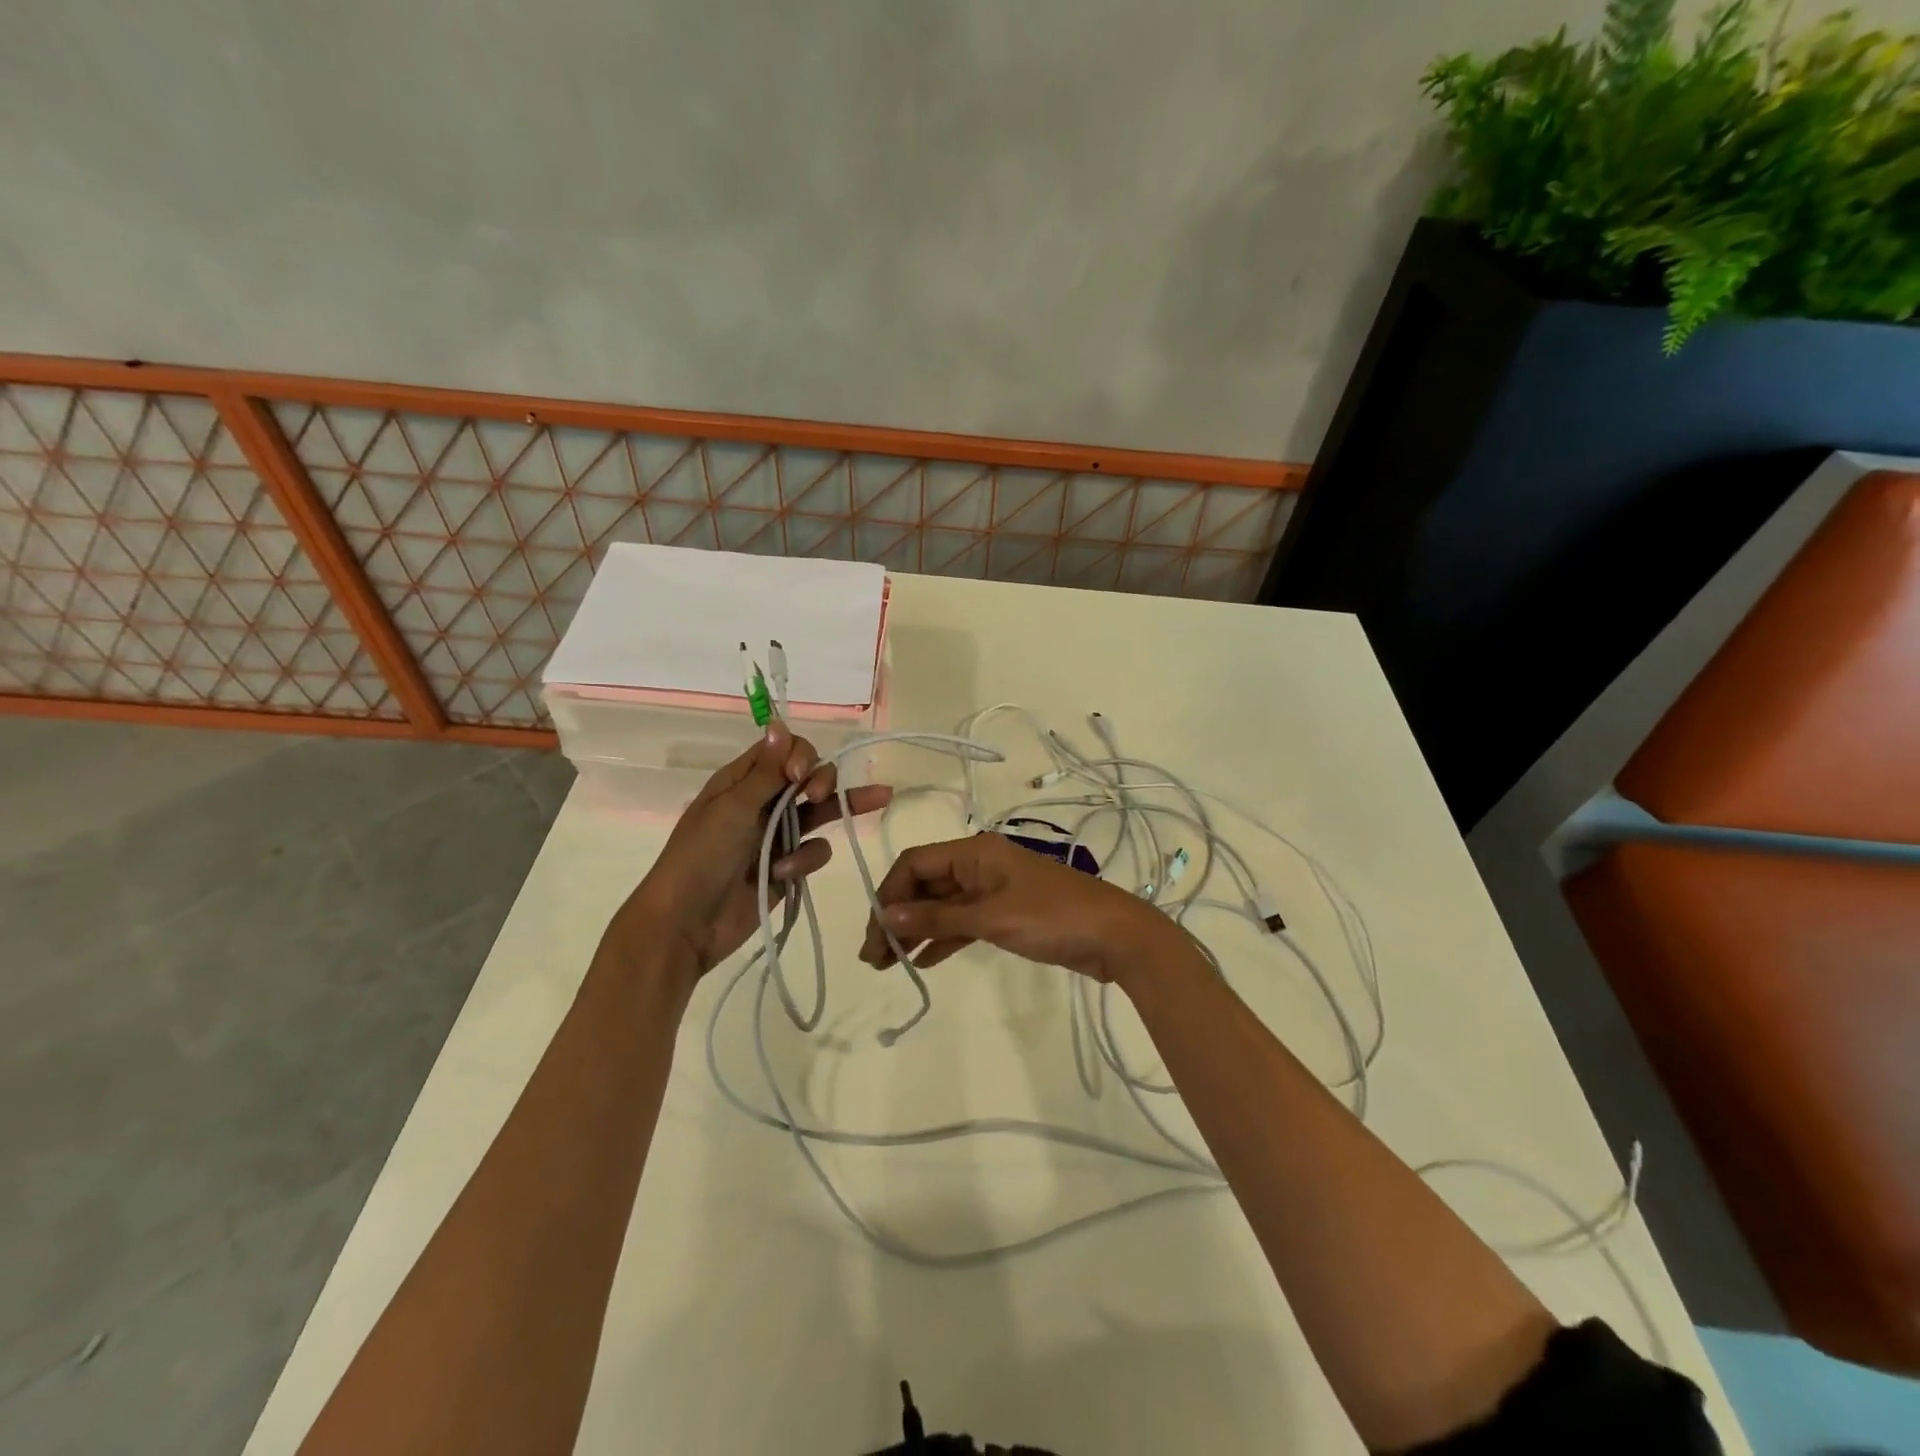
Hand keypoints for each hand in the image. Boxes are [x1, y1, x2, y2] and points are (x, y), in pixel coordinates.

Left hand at [613, 724, 891, 977]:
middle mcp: (763, 803)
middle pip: (810, 777)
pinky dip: (806, 860)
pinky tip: (785, 874)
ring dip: (836, 810)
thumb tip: (779, 722)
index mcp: (742, 781)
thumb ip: (765, 770)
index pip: (785, 750)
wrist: (686, 924)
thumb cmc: (701, 856)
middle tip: (820, 797)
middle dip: (823, 780)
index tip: (798, 777)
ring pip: (822, 812)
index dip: (801, 756)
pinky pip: (815, 851)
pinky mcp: (789, 868)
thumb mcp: (733, 808)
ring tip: (876, 802)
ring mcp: (777, 836)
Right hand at [857, 832, 1186, 984]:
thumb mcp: (992, 918)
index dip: (889, 894)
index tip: (874, 932)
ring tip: (888, 964)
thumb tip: (885, 915)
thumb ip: (938, 918)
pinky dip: (942, 939)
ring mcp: (992, 891)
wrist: (1115, 936)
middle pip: (925, 885)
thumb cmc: (1052, 917)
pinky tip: (923, 961)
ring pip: (941, 906)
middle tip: (873, 957)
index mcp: (974, 853)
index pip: (915, 864)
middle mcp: (978, 866)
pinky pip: (962, 922)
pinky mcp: (1004, 915)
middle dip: (896, 916)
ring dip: (915, 930)